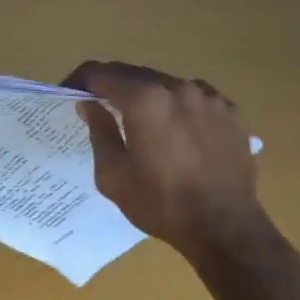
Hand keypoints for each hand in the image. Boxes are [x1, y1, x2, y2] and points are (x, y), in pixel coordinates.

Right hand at [64, 60, 271, 263]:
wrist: (225, 227)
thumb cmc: (161, 203)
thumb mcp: (114, 175)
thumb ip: (99, 132)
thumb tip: (89, 105)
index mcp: (145, 99)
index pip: (100, 73)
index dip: (79, 80)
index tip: (69, 94)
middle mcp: (178, 87)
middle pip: (134, 73)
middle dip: (112, 86)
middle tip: (99, 107)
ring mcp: (209, 97)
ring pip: (166, 83)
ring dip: (148, 95)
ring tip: (141, 121)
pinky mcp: (231, 112)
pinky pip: (196, 98)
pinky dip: (179, 107)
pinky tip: (178, 131)